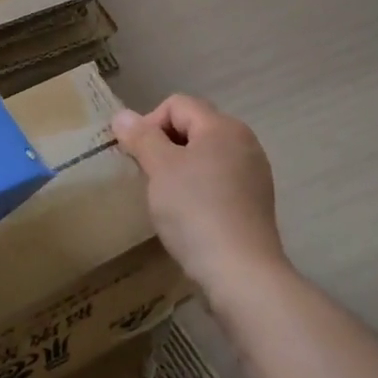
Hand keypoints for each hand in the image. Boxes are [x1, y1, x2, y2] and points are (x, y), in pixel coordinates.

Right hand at [111, 94, 287, 308]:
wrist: (240, 272)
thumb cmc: (195, 211)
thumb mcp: (160, 168)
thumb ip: (141, 137)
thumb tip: (122, 115)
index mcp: (223, 127)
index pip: (177, 104)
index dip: (149, 123)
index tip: (137, 156)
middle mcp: (244, 142)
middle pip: (193, 126)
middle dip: (164, 145)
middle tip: (147, 174)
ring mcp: (253, 173)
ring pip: (205, 155)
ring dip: (180, 167)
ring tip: (165, 196)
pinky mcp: (254, 202)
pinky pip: (218, 180)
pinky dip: (198, 187)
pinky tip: (188, 213)